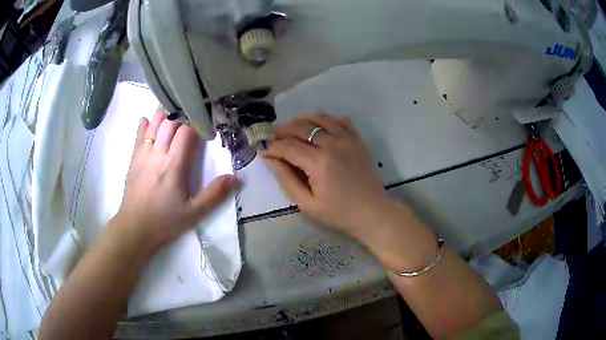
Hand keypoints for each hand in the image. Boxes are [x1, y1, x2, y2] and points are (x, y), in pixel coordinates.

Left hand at [112, 108, 238, 254]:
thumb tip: (236, 178)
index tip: (206, 122)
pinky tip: (147, 119)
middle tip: (191, 111)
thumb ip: (215, 194)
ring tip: (172, 107)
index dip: (197, 123)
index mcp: (174, 165)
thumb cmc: (165, 221)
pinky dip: (144, 125)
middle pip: (169, 123)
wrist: (135, 229)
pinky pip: (138, 137)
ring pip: (153, 126)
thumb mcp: (194, 213)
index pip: (186, 132)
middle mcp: (157, 154)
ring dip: (163, 114)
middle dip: (182, 114)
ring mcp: (143, 155)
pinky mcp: (134, 160)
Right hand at [262, 113, 395, 240]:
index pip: (288, 146)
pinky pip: (341, 120)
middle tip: (274, 139)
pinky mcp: (358, 140)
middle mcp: (332, 144)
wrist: (372, 213)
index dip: (272, 147)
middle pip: (301, 127)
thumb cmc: (338, 213)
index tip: (264, 152)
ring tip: (292, 129)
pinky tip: (319, 128)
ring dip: (302, 120)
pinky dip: (327, 120)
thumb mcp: (307, 204)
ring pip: (320, 118)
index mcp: (318, 162)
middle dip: (283, 131)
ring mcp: (347, 139)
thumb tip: (270, 159)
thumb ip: (286, 179)